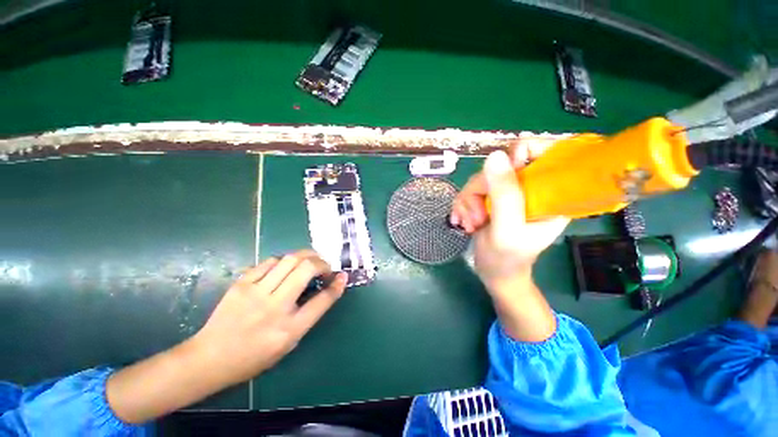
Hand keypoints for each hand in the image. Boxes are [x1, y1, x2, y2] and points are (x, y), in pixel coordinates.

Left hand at [190, 250, 347, 385]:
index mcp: (289, 330)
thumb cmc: (254, 355)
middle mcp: (275, 308)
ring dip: (306, 256)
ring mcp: (255, 293)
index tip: (342, 276)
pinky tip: (285, 267)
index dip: (336, 285)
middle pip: (307, 269)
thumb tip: (327, 289)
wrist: (210, 358)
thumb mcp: (289, 341)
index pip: (322, 301)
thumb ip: (309, 314)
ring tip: (309, 261)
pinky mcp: (241, 283)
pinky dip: (284, 261)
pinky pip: (270, 262)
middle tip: (324, 267)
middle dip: (322, 263)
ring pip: (290, 259)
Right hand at [451, 146, 568, 295]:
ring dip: (468, 202)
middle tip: (478, 216)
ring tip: (470, 224)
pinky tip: (462, 222)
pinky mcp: (490, 199)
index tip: (499, 177)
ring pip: (481, 179)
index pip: (545, 151)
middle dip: (481, 191)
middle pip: (501, 166)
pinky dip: (462, 206)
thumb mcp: (507, 228)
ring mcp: (507, 193)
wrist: (493, 273)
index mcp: (549, 193)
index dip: (519, 155)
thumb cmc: (507, 258)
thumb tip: (495, 155)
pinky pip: (470, 190)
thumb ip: (504, 194)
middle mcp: (529, 188)